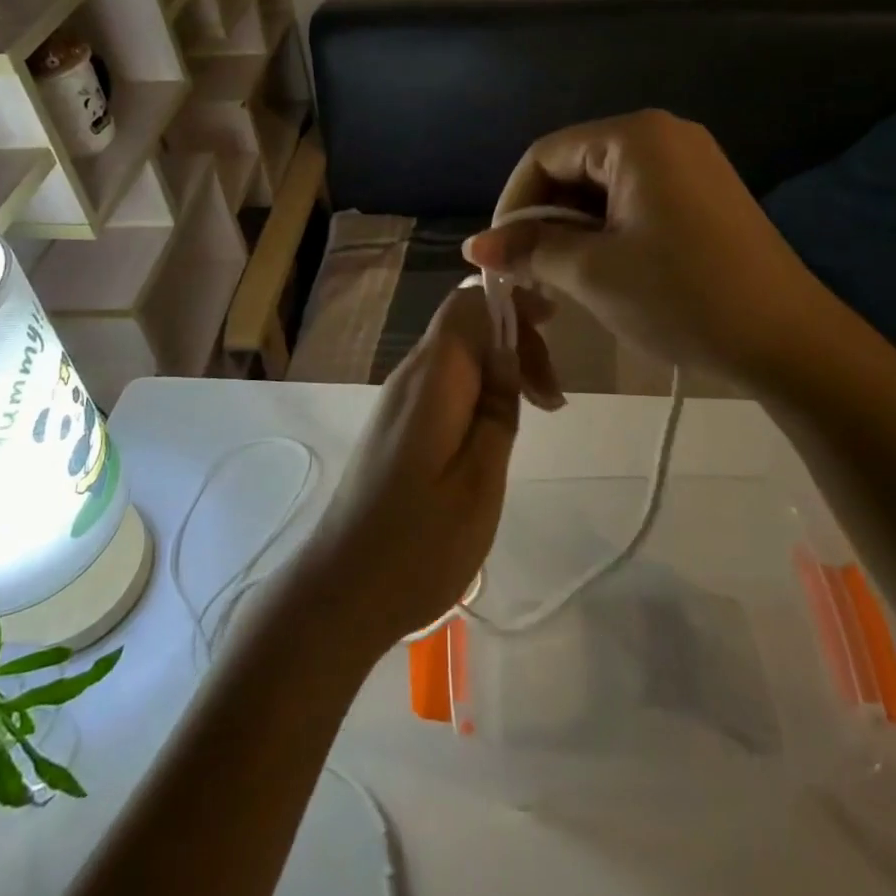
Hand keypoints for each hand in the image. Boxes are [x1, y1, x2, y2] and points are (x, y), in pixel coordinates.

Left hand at [290, 286, 556, 660]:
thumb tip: (509, 355)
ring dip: (502, 368)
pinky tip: (499, 429)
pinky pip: (445, 384)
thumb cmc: (417, 546)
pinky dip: (481, 390)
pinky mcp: (396, 427)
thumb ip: (497, 410)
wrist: (340, 593)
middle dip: (516, 342)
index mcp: (431, 379)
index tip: (555, 327)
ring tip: (540, 410)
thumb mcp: (479, 481)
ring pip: (458, 355)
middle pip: (466, 326)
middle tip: (554, 397)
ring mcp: (398, 402)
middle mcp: (409, 377)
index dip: (513, 302)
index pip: (468, 304)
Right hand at [463, 110, 832, 385]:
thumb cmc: (683, 297)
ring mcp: (689, 164)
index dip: (512, 205)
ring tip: (556, 280)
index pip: (545, 155)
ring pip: (602, 188)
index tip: (496, 255)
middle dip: (542, 220)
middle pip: (574, 168)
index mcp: (635, 137)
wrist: (789, 341)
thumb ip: (529, 250)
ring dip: (571, 231)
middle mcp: (664, 135)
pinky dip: (605, 232)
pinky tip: (597, 271)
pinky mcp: (703, 195)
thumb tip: (474, 245)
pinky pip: (634, 201)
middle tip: (525, 274)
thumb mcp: (593, 272)